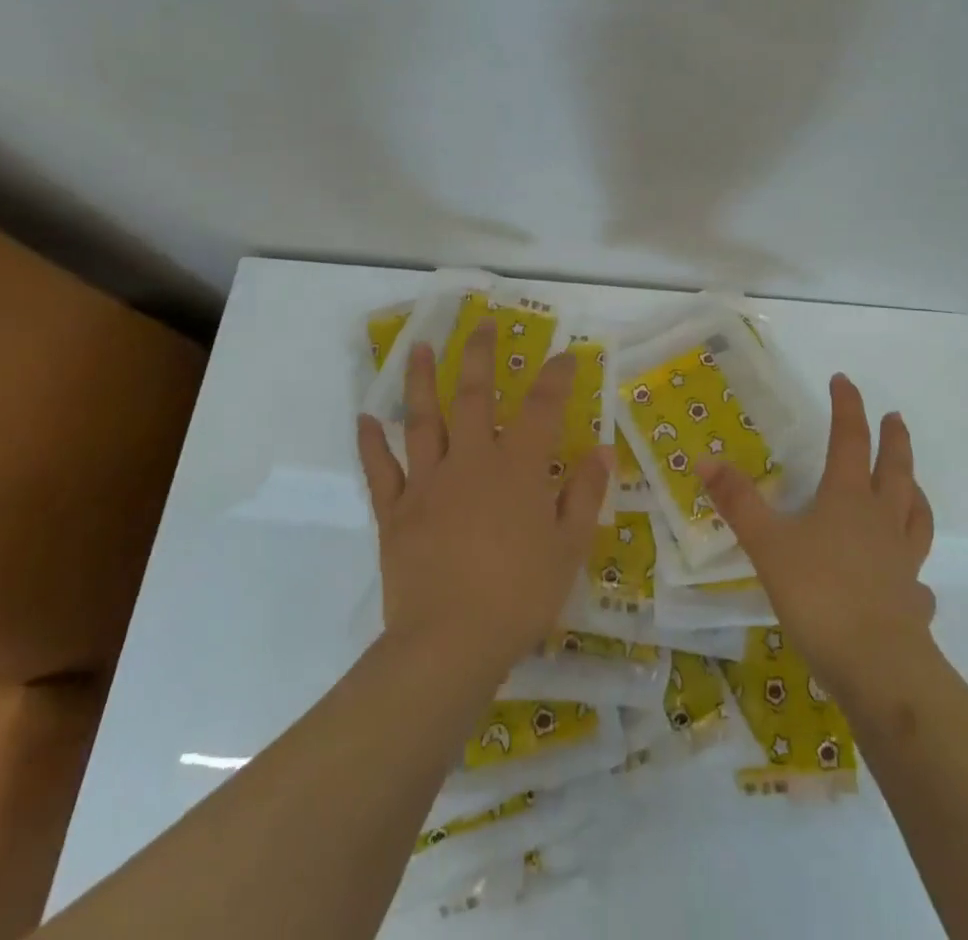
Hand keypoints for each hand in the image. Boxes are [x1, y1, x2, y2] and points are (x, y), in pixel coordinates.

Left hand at [357, 323, 611, 676]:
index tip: (565, 355)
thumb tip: (602, 451)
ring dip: (419, 381)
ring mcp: (428, 483)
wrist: (449, 643)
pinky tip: (365, 419)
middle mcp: (471, 462)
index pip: (541, 407)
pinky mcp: (395, 511)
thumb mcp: (569, 547)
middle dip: (479, 356)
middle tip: (480, 324)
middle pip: (474, 396)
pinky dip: (371, 443)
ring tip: (417, 347)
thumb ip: (584, 494)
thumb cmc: (519, 595)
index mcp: (517, 468)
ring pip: (422, 420)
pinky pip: (381, 470)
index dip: (555, 376)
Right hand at [699, 373, 935, 694]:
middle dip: (894, 439)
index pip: (850, 439)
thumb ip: (737, 501)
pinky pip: (917, 576)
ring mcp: (904, 561)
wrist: (878, 668)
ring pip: (916, 515)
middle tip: (895, 417)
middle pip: (896, 470)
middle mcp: (882, 521)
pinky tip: (910, 578)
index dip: (847, 407)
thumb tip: (704, 459)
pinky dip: (914, 567)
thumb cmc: (819, 594)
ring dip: (914, 491)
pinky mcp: (913, 601)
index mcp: (849, 499)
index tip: (844, 380)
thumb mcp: (767, 544)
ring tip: (913, 483)